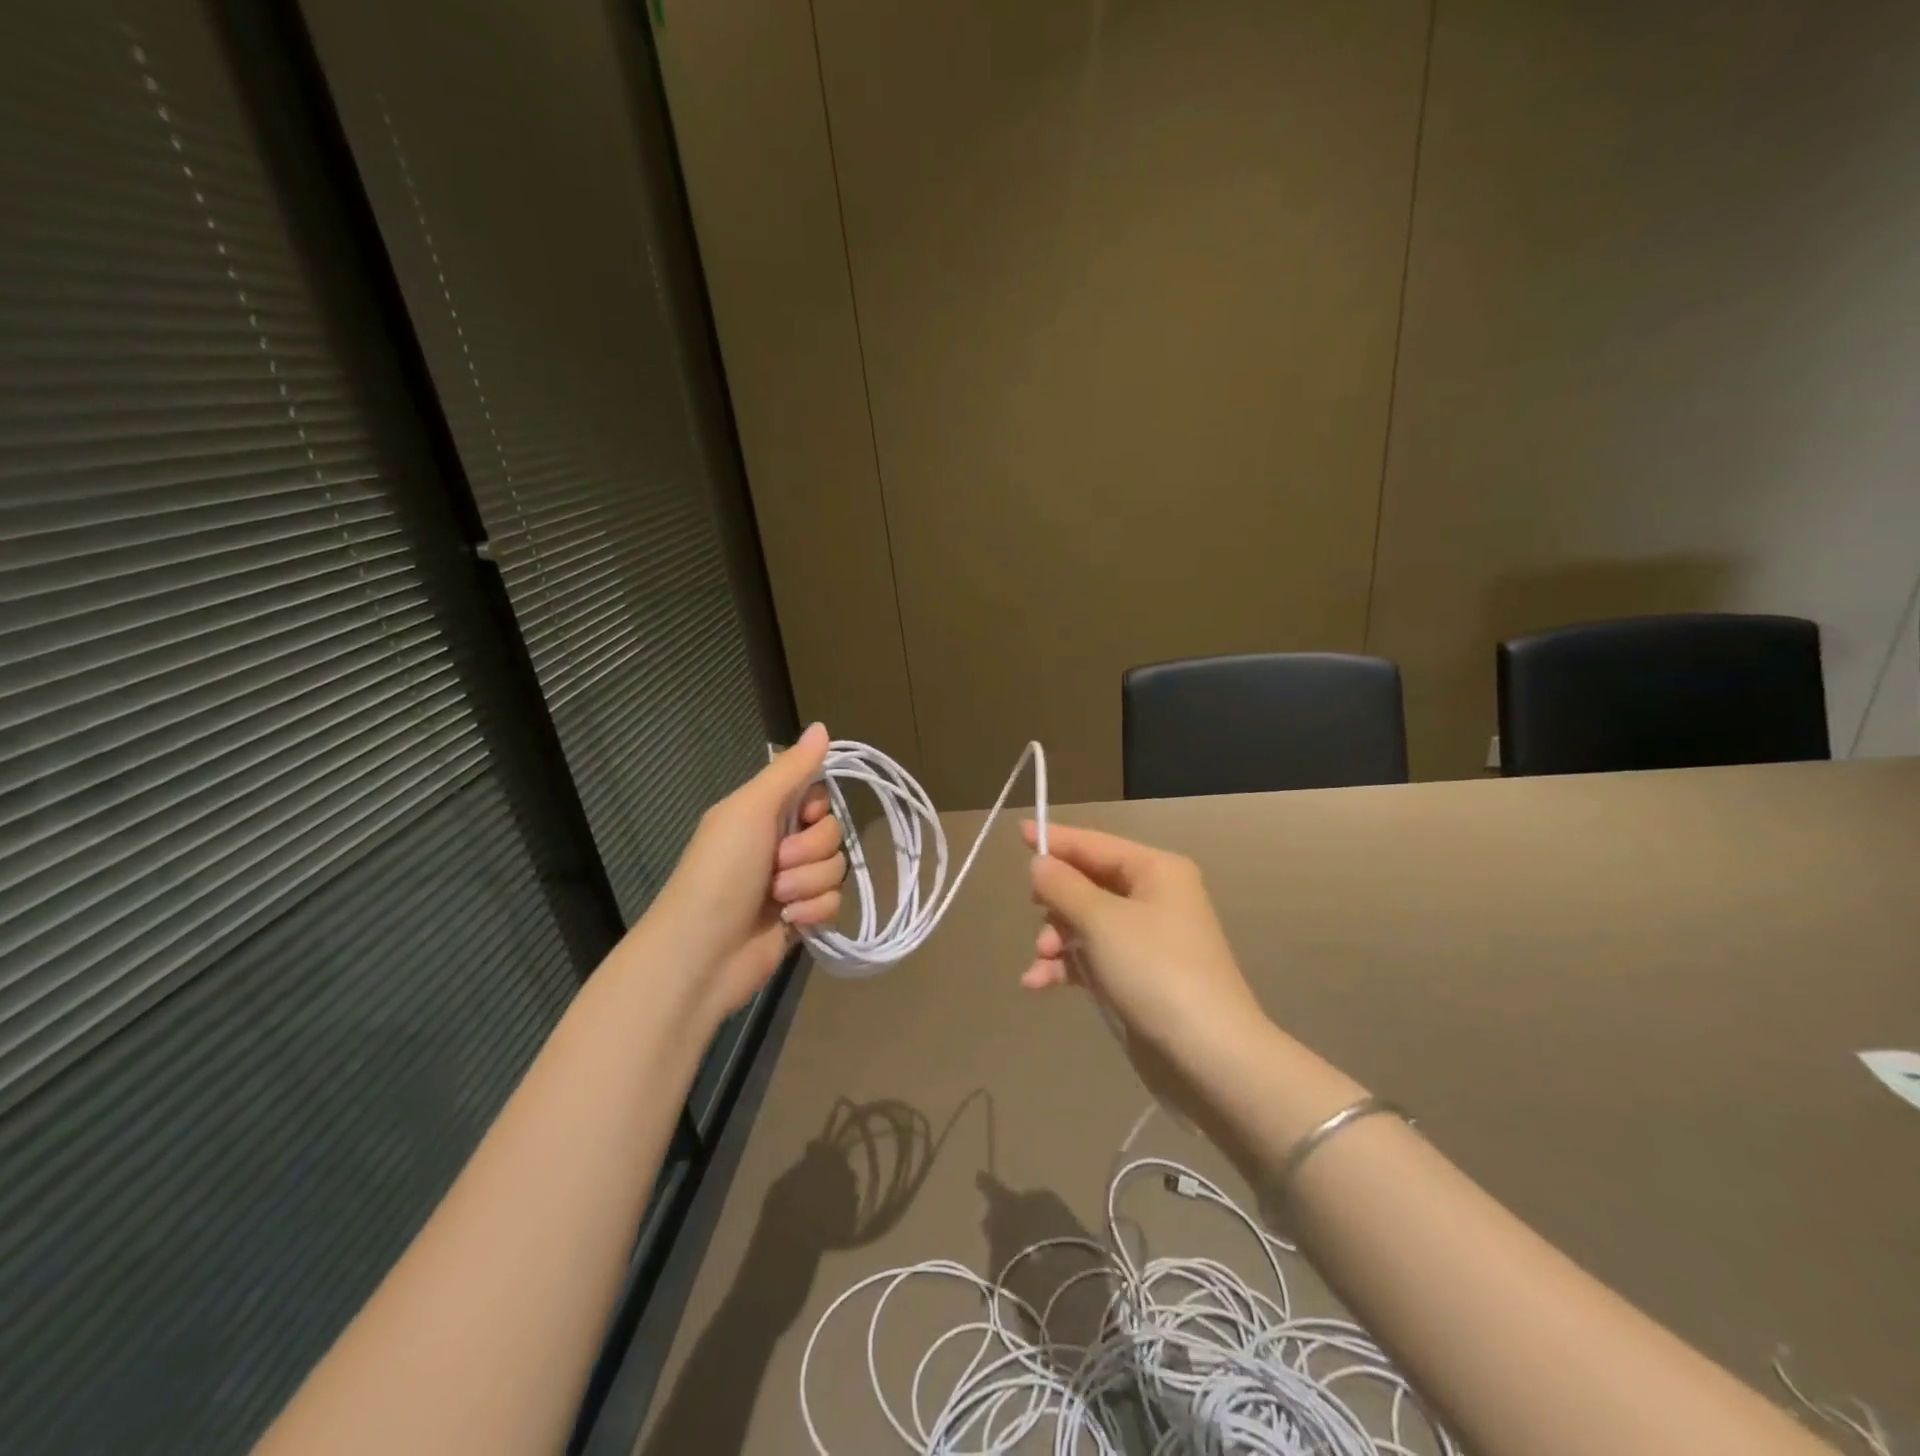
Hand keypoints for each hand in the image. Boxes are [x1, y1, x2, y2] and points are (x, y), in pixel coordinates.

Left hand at [642, 723, 844, 1022]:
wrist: (702, 953)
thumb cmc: (721, 872)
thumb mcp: (751, 809)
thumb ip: (791, 770)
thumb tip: (821, 725)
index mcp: (764, 814)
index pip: (818, 796)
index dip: (817, 809)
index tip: (803, 817)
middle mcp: (780, 844)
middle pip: (832, 833)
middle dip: (810, 851)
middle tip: (777, 865)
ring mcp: (792, 884)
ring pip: (836, 870)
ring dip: (809, 884)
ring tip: (779, 899)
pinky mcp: (802, 919)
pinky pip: (834, 903)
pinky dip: (814, 912)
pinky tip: (790, 922)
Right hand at [1020, 821, 1265, 1071]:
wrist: (1208, 1054)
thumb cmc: (1154, 970)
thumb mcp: (1101, 921)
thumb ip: (1064, 886)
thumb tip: (1040, 864)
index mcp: (1155, 871)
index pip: (1095, 844)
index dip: (1056, 840)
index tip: (1019, 834)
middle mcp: (1154, 897)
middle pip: (1088, 884)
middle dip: (1056, 902)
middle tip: (1037, 915)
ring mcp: (1147, 939)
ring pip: (1086, 924)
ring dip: (1057, 939)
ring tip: (1040, 961)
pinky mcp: (1139, 976)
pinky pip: (1093, 957)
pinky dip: (1067, 966)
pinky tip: (1037, 984)